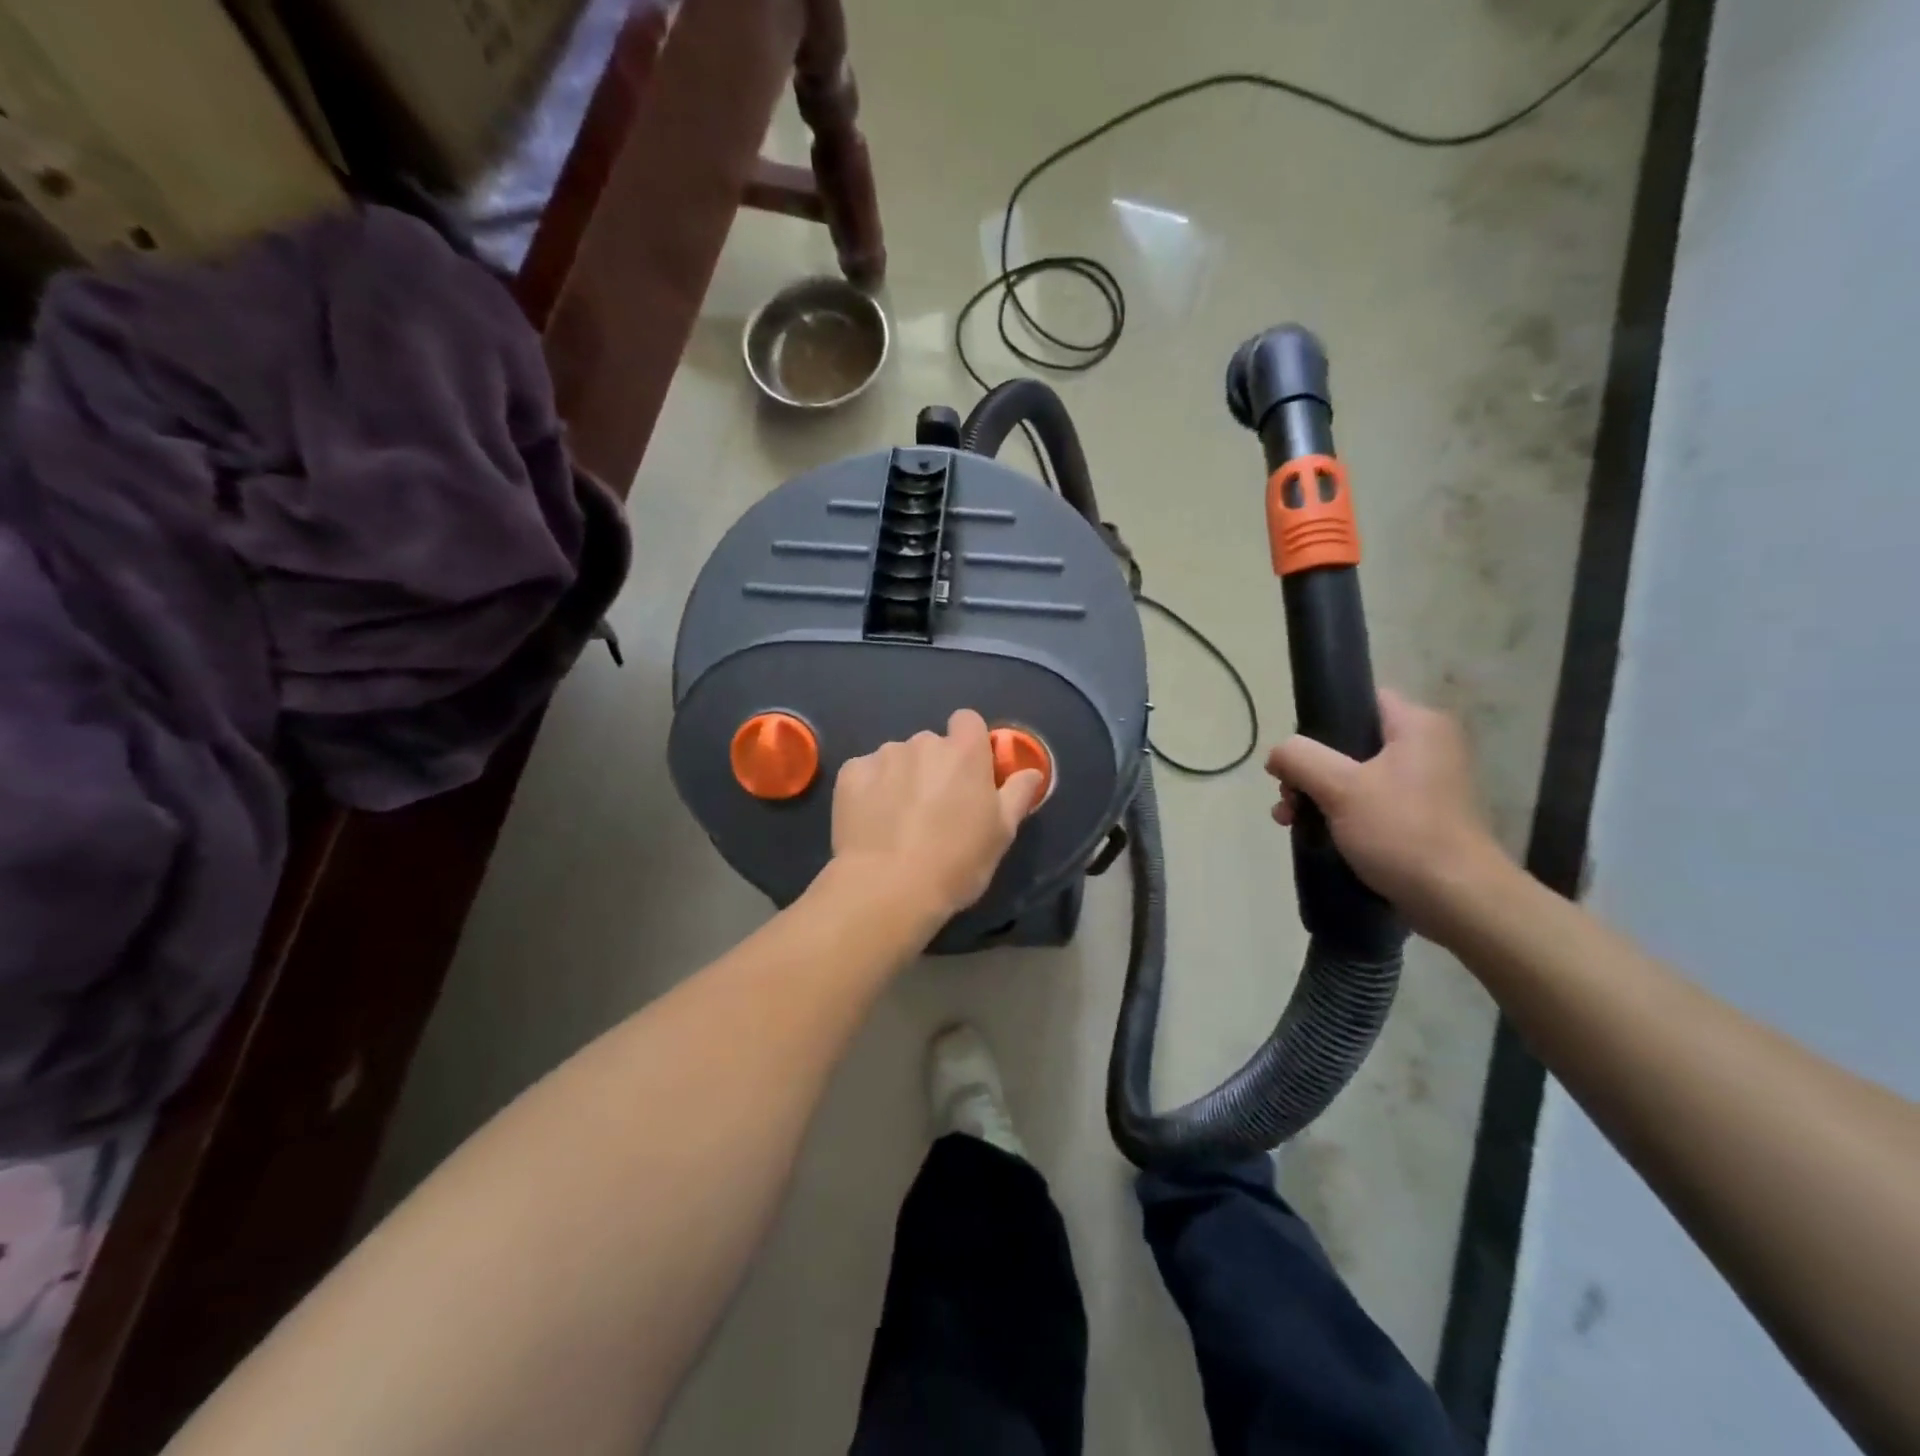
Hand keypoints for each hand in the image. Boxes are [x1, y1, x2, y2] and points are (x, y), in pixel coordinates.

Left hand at [831, 710, 1044, 920]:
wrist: (888, 887)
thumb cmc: (956, 862)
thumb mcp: (1001, 834)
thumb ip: (1018, 794)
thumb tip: (1031, 772)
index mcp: (964, 752)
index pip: (968, 721)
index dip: (968, 743)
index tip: (968, 773)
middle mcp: (923, 743)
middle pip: (931, 744)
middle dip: (933, 767)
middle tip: (934, 809)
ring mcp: (883, 756)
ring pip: (897, 758)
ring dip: (901, 778)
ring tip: (898, 820)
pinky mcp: (850, 774)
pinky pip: (865, 773)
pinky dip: (870, 789)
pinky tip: (872, 820)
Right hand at [1266, 689, 1508, 933]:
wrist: (1457, 899)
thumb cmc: (1401, 831)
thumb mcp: (1340, 787)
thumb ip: (1300, 758)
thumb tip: (1278, 754)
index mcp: (1417, 726)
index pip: (1360, 700)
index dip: (1321, 720)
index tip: (1295, 752)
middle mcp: (1426, 747)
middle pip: (1349, 742)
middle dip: (1309, 769)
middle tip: (1286, 796)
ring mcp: (1425, 785)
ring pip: (1354, 776)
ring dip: (1316, 794)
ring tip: (1290, 820)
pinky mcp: (1420, 818)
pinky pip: (1369, 803)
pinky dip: (1339, 814)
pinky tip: (1313, 834)